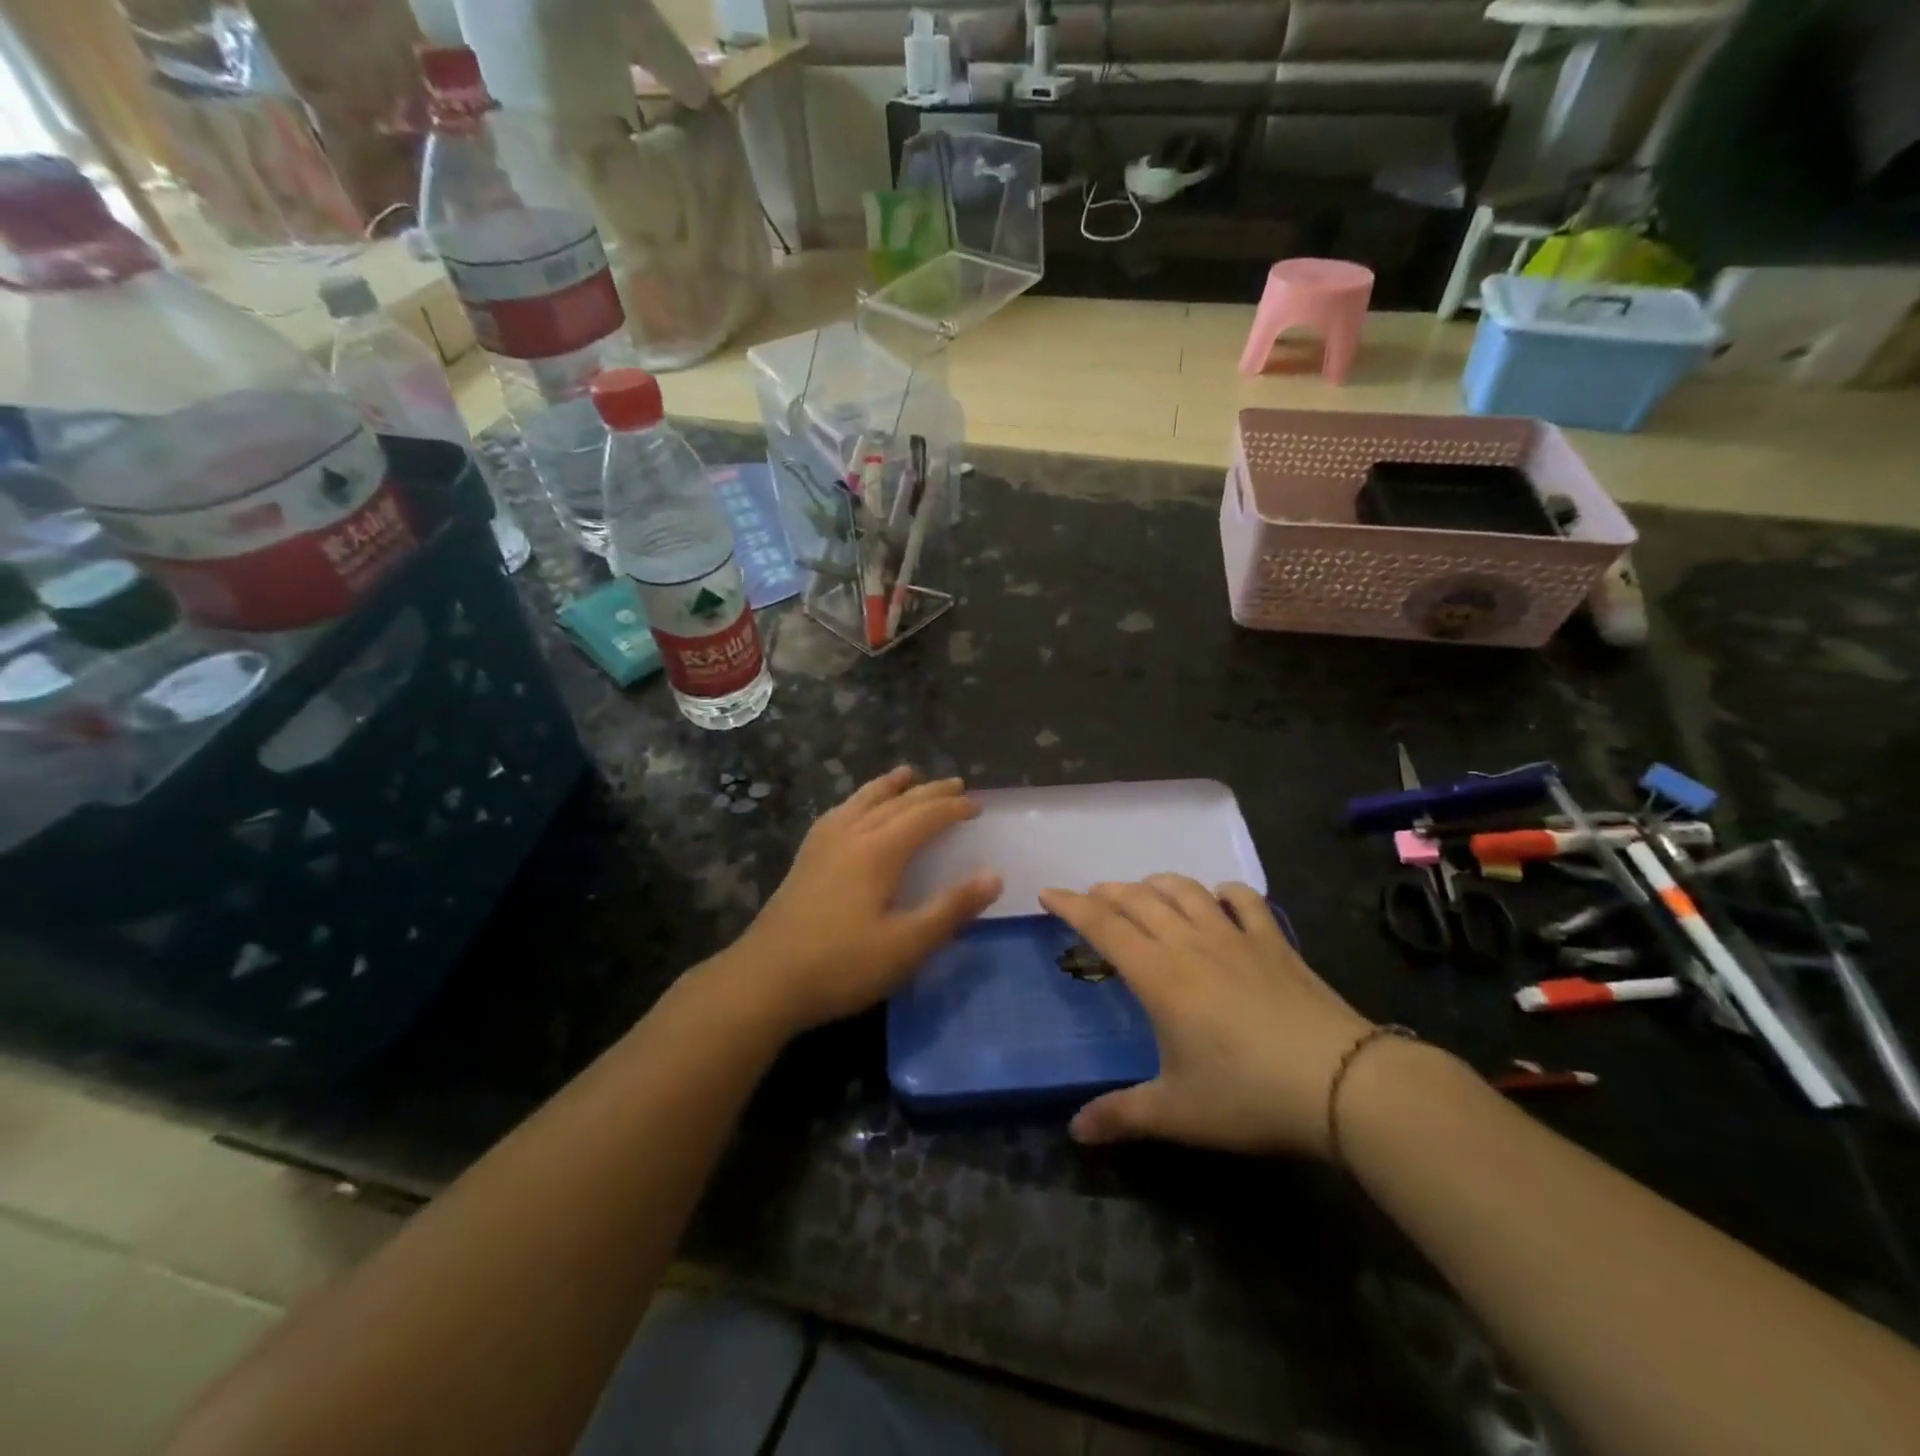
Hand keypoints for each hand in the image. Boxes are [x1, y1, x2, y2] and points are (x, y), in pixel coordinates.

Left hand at [726, 768, 1001, 1033]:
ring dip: (890, 786)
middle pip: (896, 802)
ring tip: (907, 773)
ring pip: (862, 800)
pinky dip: (858, 800)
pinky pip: (839, 813)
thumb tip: (993, 875)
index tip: (977, 807)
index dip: (953, 809)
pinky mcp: (805, 858)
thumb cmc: (842, 965)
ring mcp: (822, 844)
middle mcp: (851, 834)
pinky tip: (854, 809)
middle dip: (929, 792)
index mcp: (878, 851)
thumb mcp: (907, 945)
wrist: (765, 980)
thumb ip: (951, 908)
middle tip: (956, 785)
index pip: (924, 817)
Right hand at [1038, 876, 1372, 1158]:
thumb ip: (1121, 1115)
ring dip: (1156, 884)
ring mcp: (1236, 937)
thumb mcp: (1176, 1112)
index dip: (1072, 905)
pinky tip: (1218, 898)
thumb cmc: (1248, 1095)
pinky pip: (1244, 900)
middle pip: (1140, 899)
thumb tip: (1074, 1131)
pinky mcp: (1275, 942)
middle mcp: (1191, 943)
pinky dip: (1223, 892)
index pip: (1104, 925)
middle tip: (1092, 899)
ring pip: (1186, 890)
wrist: (1341, 1083)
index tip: (1048, 894)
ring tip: (1142, 891)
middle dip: (1109, 893)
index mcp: (1159, 975)